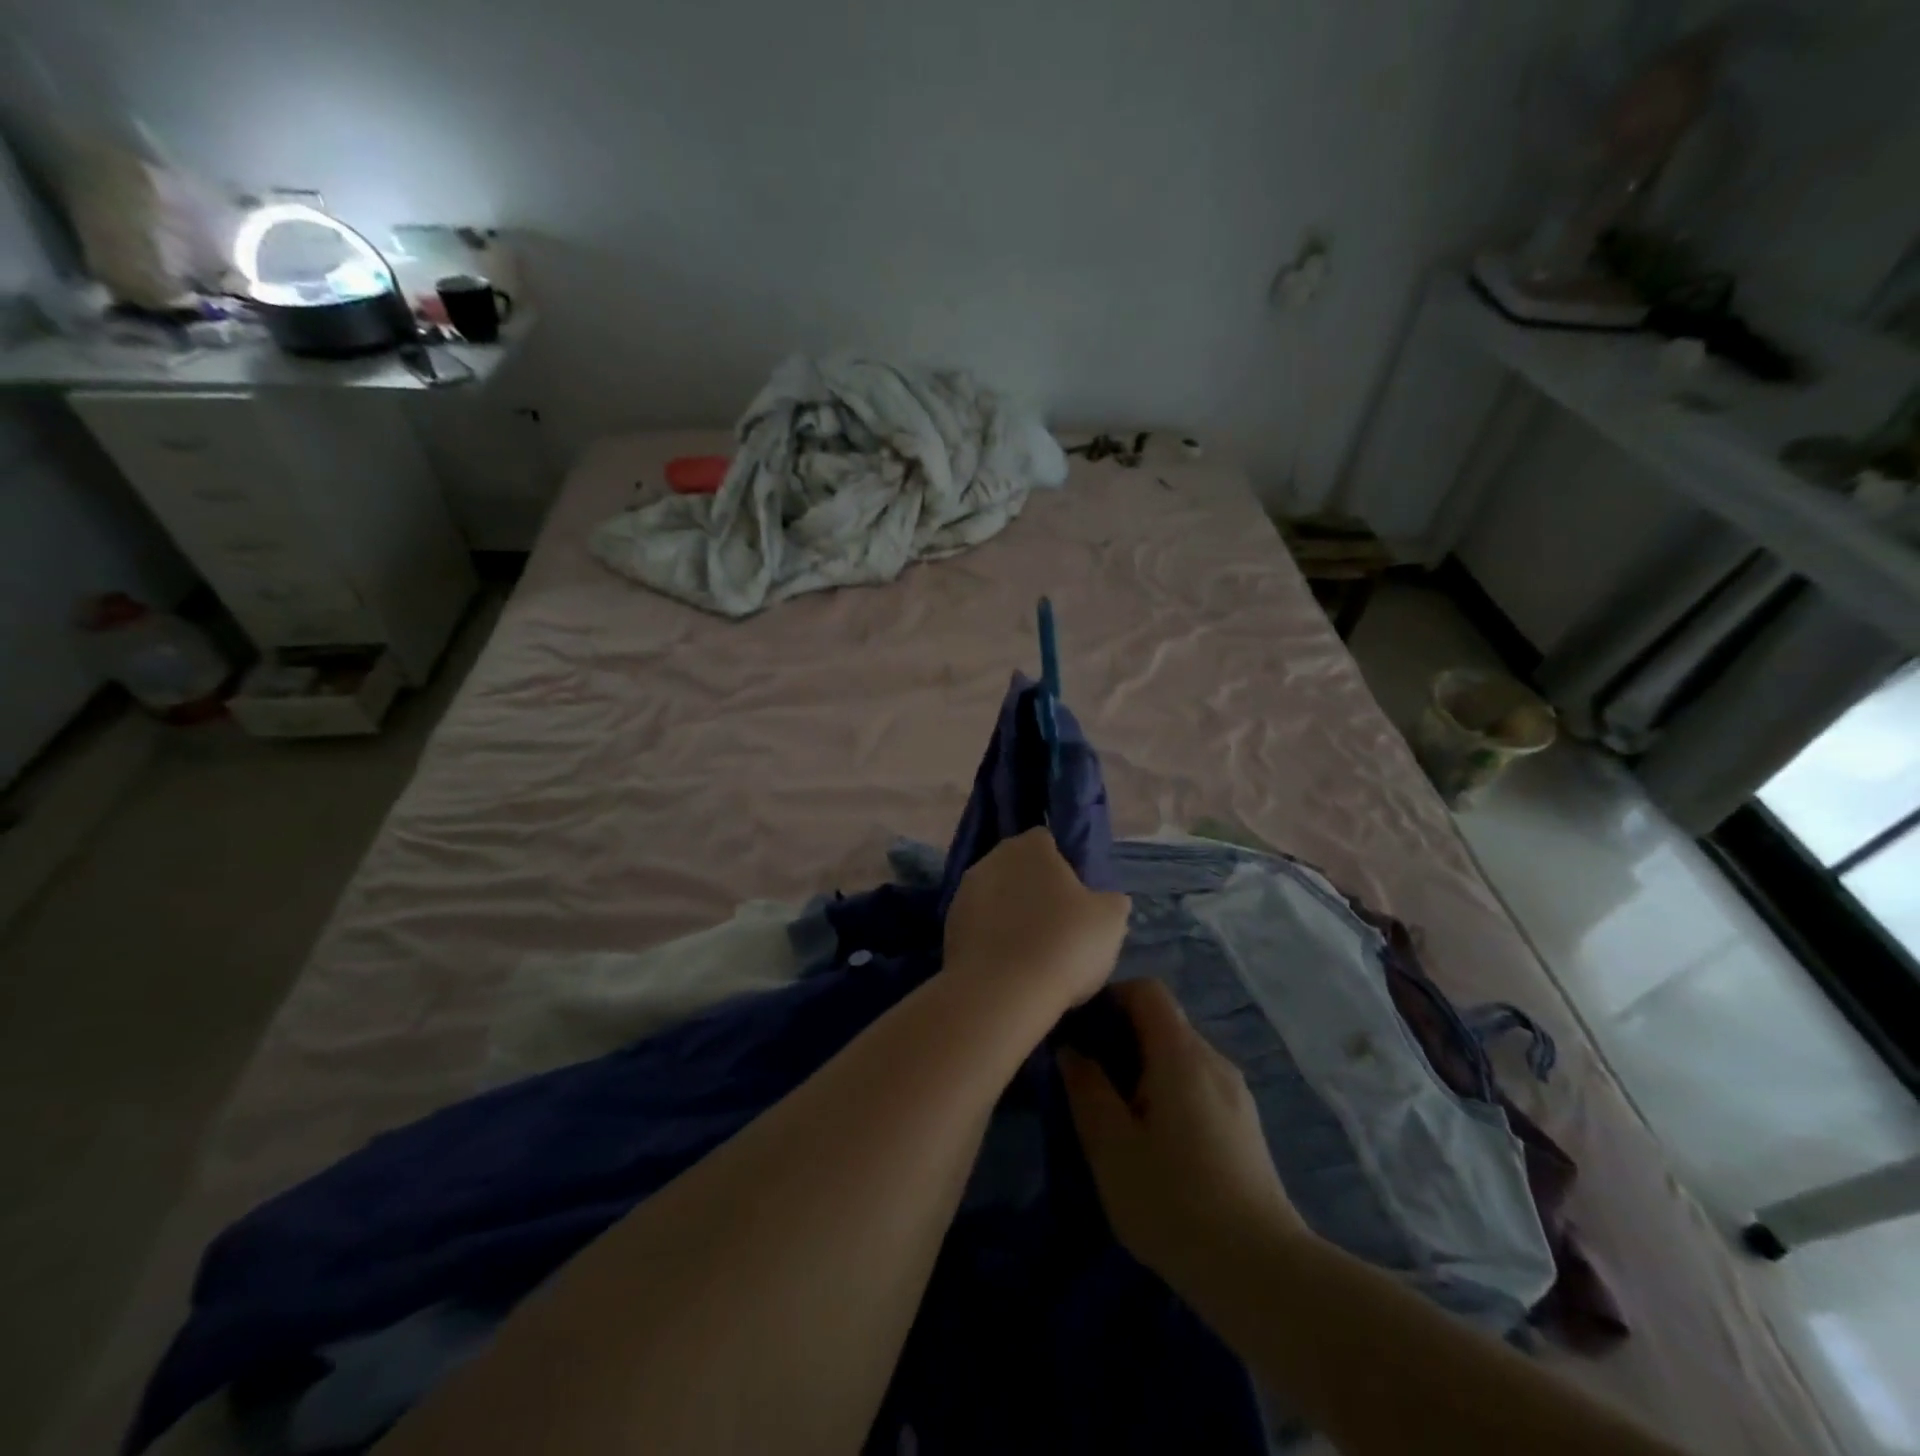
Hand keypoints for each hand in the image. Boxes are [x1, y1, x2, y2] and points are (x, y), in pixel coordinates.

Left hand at [943, 828, 1129, 1014]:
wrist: (1002, 992)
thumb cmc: (1064, 944)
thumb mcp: (1111, 920)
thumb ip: (1110, 900)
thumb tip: (1106, 899)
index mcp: (1031, 846)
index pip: (1048, 842)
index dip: (1063, 867)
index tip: (1076, 898)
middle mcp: (992, 858)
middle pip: (1018, 868)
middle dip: (1033, 889)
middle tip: (1056, 925)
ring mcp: (964, 892)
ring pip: (995, 896)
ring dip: (1009, 914)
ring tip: (1031, 951)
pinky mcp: (948, 926)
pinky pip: (978, 925)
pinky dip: (991, 938)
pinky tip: (1007, 965)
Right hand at [1058, 979, 1307, 1282]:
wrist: (1262, 1273)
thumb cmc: (1174, 1201)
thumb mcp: (1111, 1147)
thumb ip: (1086, 1089)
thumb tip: (1071, 1051)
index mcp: (1181, 1054)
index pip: (1147, 990)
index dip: (1111, 997)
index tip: (1082, 1031)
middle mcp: (1214, 1060)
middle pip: (1163, 1023)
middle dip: (1122, 1040)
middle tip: (1090, 1082)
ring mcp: (1236, 1094)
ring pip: (1180, 1058)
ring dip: (1145, 1072)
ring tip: (1119, 1119)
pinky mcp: (1245, 1126)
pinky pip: (1198, 1087)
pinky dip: (1170, 1095)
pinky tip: (1158, 1147)